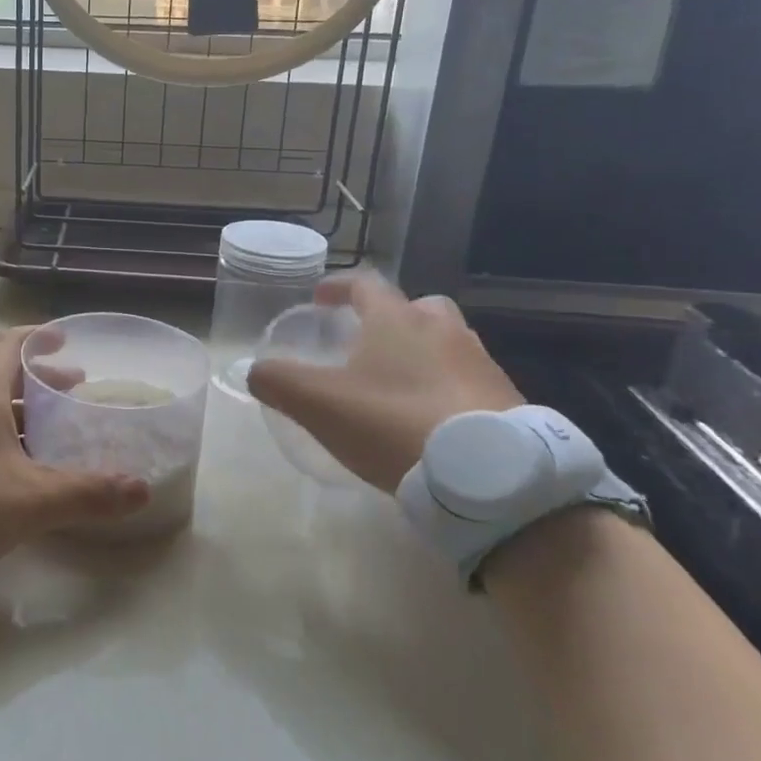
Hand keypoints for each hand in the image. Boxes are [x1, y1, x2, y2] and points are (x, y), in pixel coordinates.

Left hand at [0, 326, 150, 578]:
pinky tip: (10, 468)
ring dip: (17, 412)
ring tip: (48, 431)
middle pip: (0, 376)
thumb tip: (141, 489)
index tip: (65, 338)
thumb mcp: (30, 499)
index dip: (39, 337)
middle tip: (73, 389)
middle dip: (38, 381)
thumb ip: (86, 493)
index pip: (11, 344)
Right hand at [246, 271, 523, 492]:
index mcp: (397, 320)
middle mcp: (443, 330)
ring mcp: (480, 363)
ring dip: (421, 353)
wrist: (488, 476)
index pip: (365, 284)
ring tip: (398, 385)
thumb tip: (254, 370)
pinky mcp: (506, 399)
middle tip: (369, 342)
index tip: (320, 299)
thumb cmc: (393, 423)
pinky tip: (431, 419)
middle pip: (417, 307)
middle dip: (390, 317)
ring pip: (446, 342)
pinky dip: (446, 387)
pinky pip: (467, 379)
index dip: (339, 287)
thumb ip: (278, 382)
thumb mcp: (319, 404)